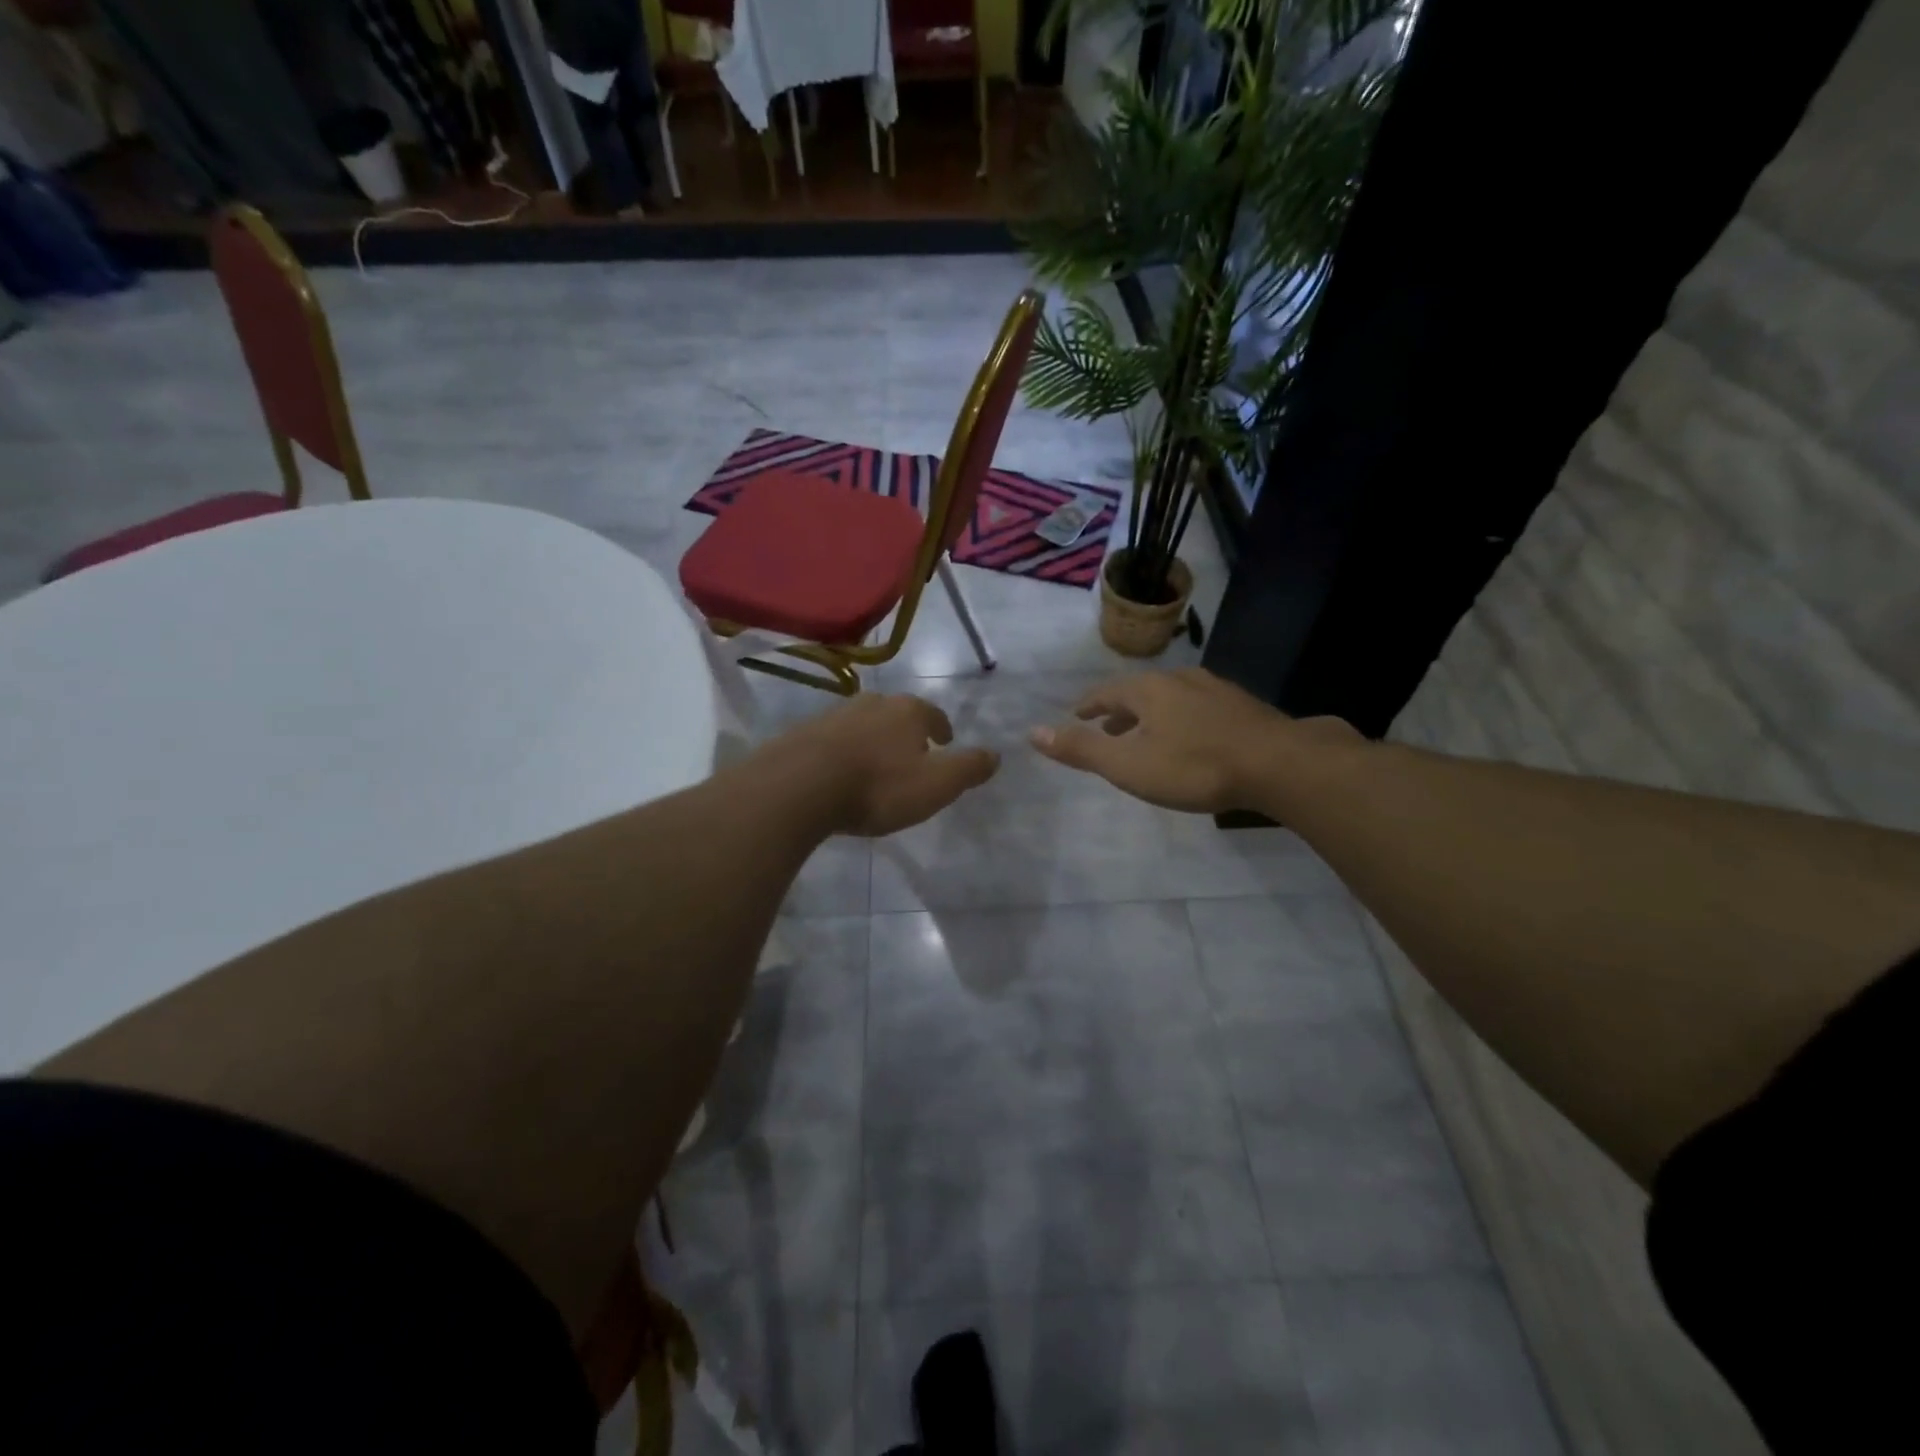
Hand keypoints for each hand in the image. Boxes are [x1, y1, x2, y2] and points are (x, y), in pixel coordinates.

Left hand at [770, 693, 999, 836]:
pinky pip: (833, 740)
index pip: (933, 714)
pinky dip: (843, 750)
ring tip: (875, 763)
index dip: (941, 729)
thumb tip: (996, 755)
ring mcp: (834, 715)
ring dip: (872, 739)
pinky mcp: (803, 733)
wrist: (799, 787)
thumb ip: (968, 768)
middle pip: (896, 713)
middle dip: (905, 731)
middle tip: (911, 753)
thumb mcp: (936, 784)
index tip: (944, 743)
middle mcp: (871, 703)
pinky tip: (840, 771)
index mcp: (907, 711)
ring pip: (863, 723)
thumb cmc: (878, 786)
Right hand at [1029, 667, 1360, 813]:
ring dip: (1152, 715)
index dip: (1088, 705)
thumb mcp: (1128, 764)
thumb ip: (1081, 749)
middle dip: (1119, 710)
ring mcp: (1215, 690)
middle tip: (1107, 727)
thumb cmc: (1194, 766)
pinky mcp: (1242, 707)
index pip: (1105, 692)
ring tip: (1146, 734)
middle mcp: (1178, 680)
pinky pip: (1198, 708)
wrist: (1279, 764)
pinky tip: (1192, 738)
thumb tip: (1032, 732)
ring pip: (1171, 698)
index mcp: (1147, 690)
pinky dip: (1181, 720)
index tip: (1076, 714)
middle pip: (1139, 692)